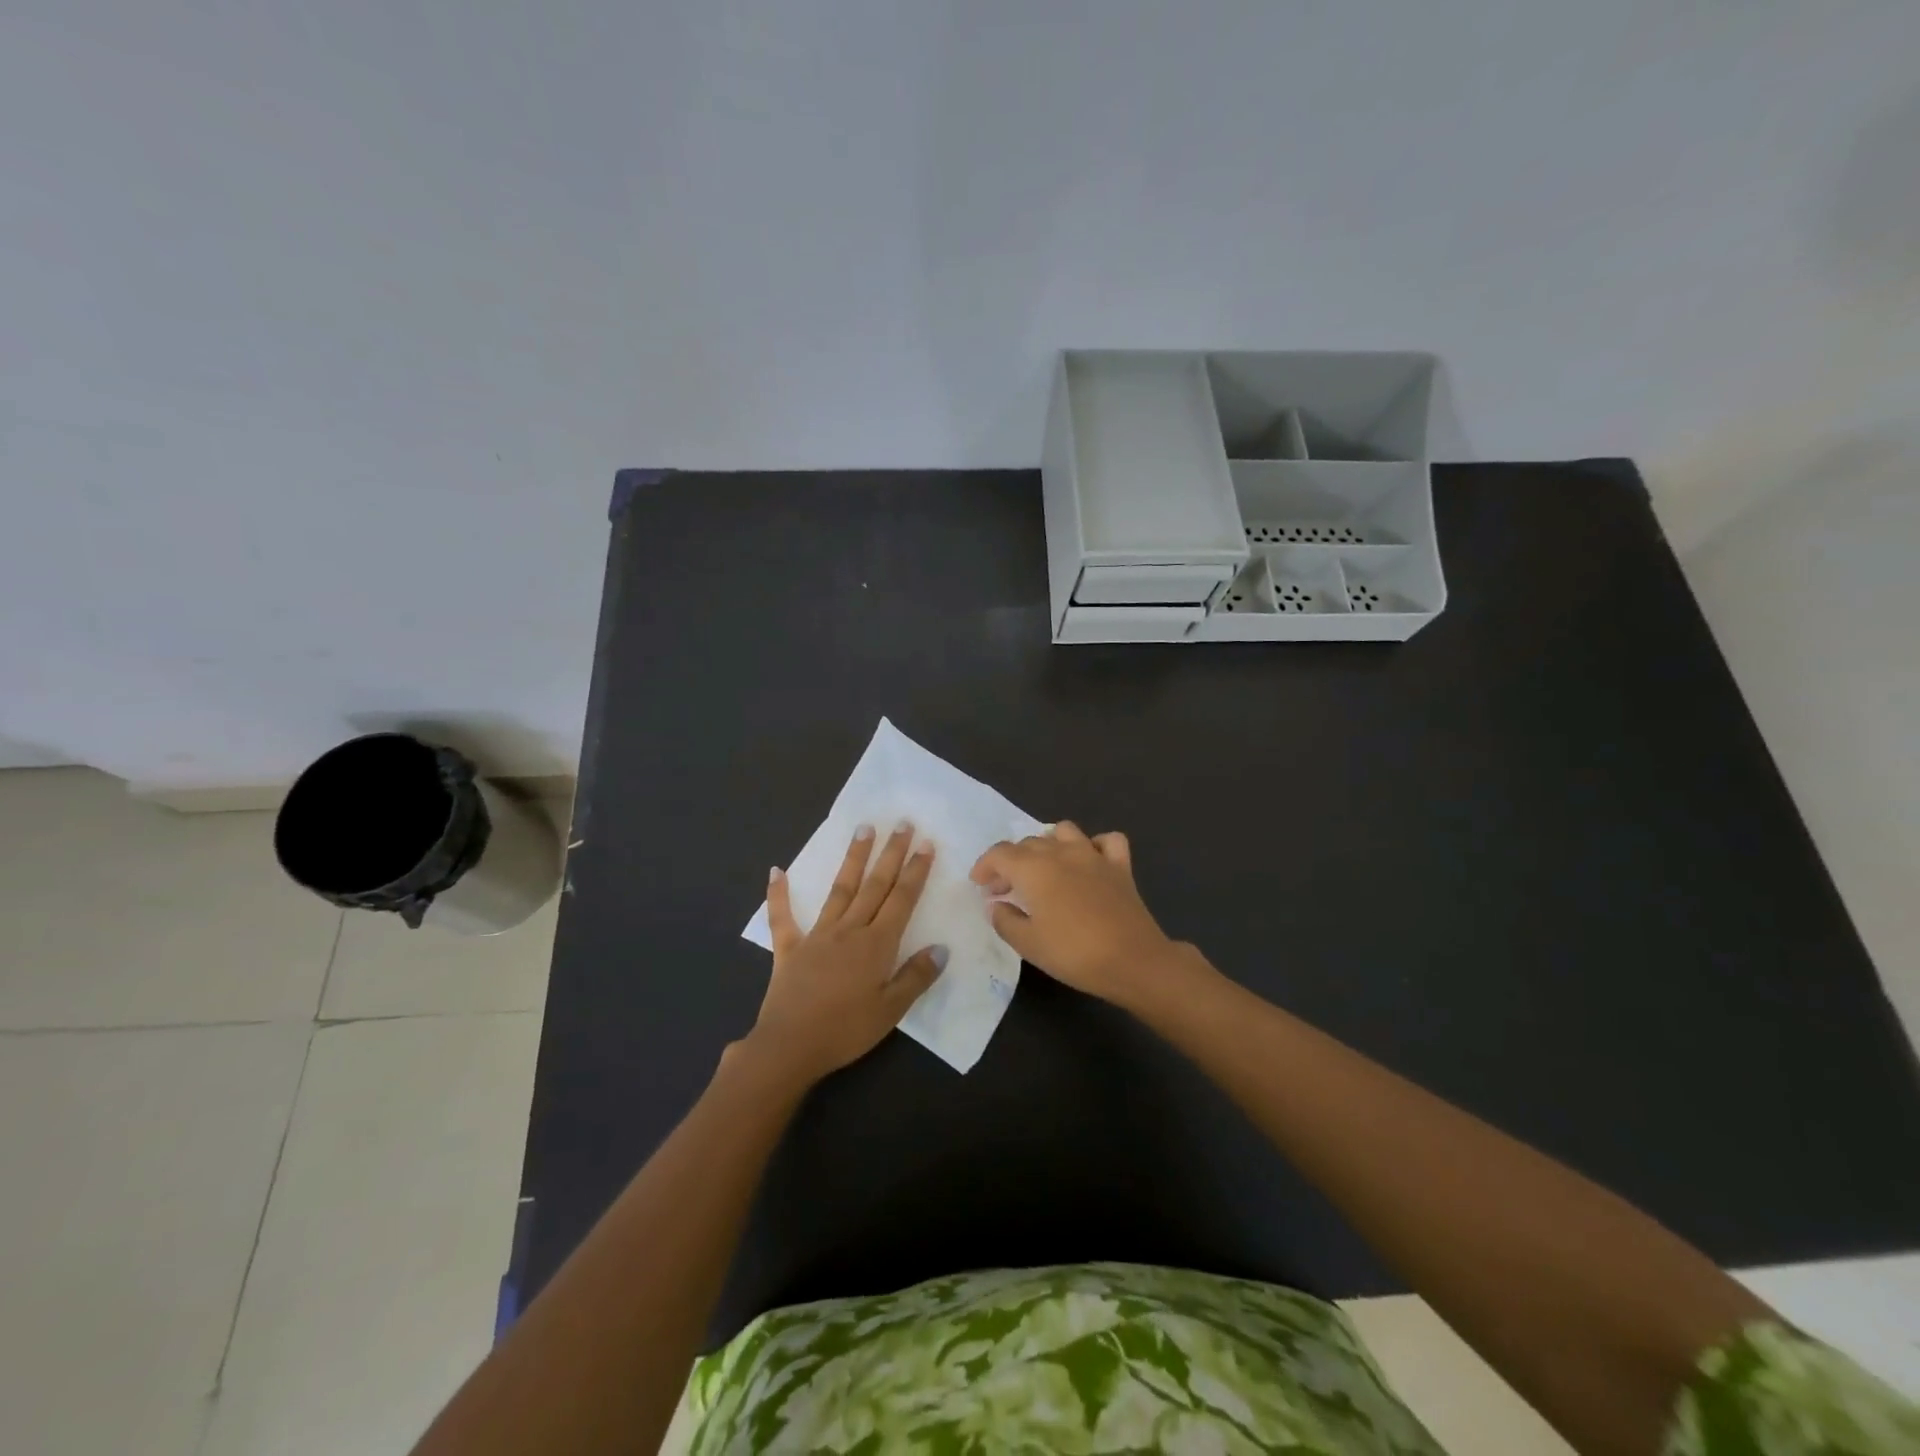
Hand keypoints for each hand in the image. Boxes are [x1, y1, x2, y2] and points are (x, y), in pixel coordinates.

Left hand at [743, 822, 946, 1086]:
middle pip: (874, 885)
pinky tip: (776, 870)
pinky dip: (778, 894)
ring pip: (840, 889)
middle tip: (902, 823)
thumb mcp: (891, 1011)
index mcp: (876, 944)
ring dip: (853, 859)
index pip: (902, 899)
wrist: (790, 1046)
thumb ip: (916, 977)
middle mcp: (849, 930)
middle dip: (891, 853)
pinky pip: (782, 917)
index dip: (915, 871)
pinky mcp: (789, 948)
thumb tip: (941, 948)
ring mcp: (817, 935)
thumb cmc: (846, 1031)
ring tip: (863, 829)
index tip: (925, 844)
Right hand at [970, 822, 1178, 1004]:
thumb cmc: (1073, 954)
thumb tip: (996, 904)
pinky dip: (1094, 846)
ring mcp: (1093, 855)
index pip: (1000, 854)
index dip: (984, 866)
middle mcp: (1061, 853)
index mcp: (1034, 869)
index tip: (979, 886)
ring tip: (1043, 868)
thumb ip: (1005, 920)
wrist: (1133, 960)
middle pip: (1028, 843)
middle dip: (1011, 862)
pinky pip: (1106, 841)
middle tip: (1005, 889)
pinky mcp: (1120, 866)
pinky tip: (1088, 862)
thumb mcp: (1028, 944)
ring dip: (1048, 844)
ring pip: (1064, 831)